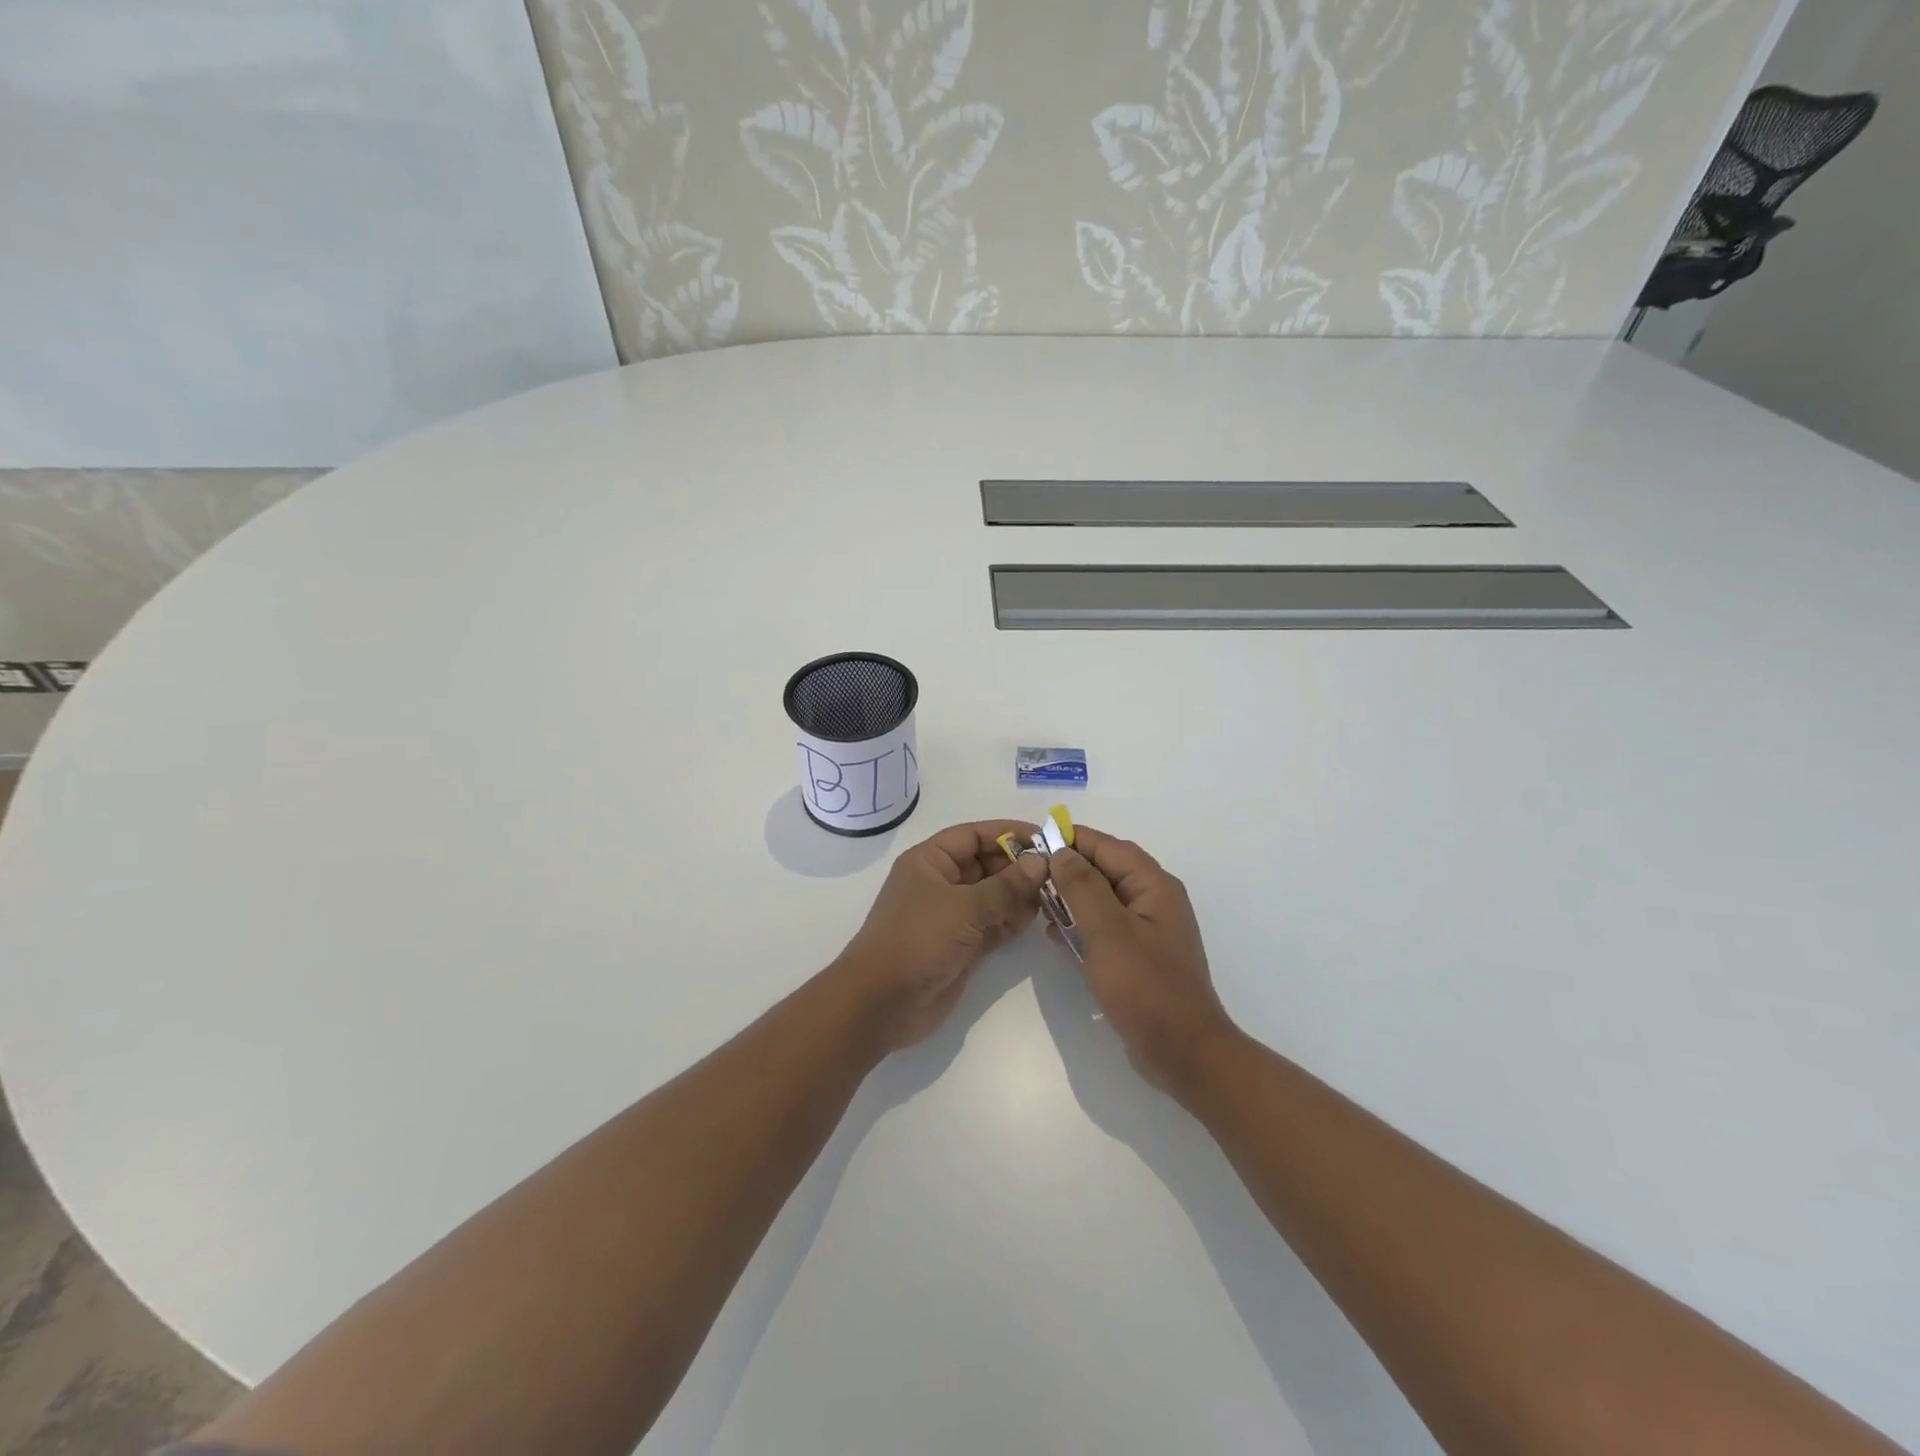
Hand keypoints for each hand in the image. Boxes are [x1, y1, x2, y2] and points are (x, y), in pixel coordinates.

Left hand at [836, 820, 1049, 1051]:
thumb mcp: (964, 906)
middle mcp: (941, 883)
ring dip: (1020, 894)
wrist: (883, 1002)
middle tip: (1058, 870)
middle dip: (1019, 866)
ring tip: (1055, 894)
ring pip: (993, 895)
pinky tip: (1038, 917)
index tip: (1045, 838)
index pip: (973, 836)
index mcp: (930, 861)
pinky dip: (1013, 920)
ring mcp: (951, 916)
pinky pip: (993, 924)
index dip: (1008, 833)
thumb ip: (1006, 885)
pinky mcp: (962, 946)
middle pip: (986, 864)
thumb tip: (1041, 863)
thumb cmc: (918, 939)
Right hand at [1045, 826, 1239, 1097]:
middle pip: (1106, 870)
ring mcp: (1148, 929)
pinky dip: (1081, 926)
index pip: (1108, 847)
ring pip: (1103, 899)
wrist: (1184, 1053)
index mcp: (1153, 886)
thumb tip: (1062, 852)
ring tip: (1039, 906)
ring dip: (1072, 899)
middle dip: (1069, 869)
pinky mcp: (1139, 956)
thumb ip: (1083, 887)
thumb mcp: (1108, 932)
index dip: (1071, 840)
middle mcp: (1154, 900)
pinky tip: (1056, 937)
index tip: (1034, 841)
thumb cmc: (1146, 988)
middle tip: (1031, 875)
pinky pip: (1105, 928)